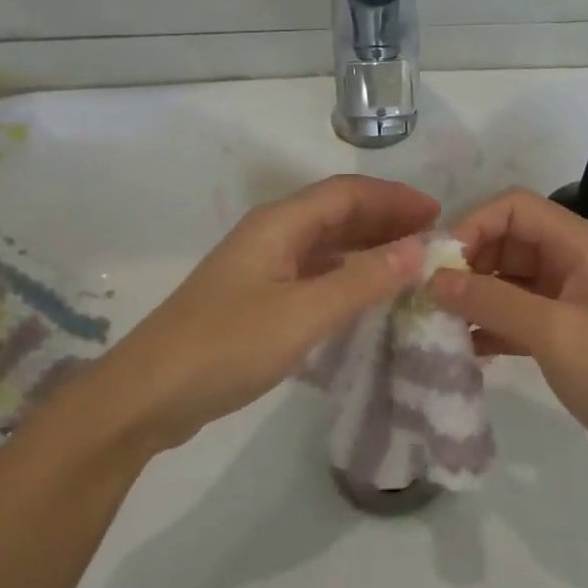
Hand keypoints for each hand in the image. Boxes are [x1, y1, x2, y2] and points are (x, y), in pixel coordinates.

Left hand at [83, 175, 436, 453]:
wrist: (149, 394)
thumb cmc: (227, 346)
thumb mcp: (303, 314)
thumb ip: (362, 281)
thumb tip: (418, 249)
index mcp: (278, 224)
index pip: (346, 193)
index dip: (394, 198)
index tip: (439, 214)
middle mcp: (269, 236)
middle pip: (335, 214)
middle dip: (384, 221)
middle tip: (432, 241)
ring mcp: (259, 269)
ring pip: (323, 246)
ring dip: (366, 250)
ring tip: (409, 267)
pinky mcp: (254, 301)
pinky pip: (311, 276)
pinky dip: (344, 279)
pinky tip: (365, 299)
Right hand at [429, 188, 587, 504]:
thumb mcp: (555, 332)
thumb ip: (491, 301)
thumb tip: (433, 280)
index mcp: (580, 245)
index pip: (514, 207)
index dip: (472, 224)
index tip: (436, 265)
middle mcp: (572, 264)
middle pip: (507, 242)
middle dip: (466, 263)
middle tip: (427, 298)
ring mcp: (568, 303)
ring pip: (506, 282)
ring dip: (471, 298)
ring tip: (434, 324)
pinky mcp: (562, 340)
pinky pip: (513, 319)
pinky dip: (487, 328)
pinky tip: (461, 350)